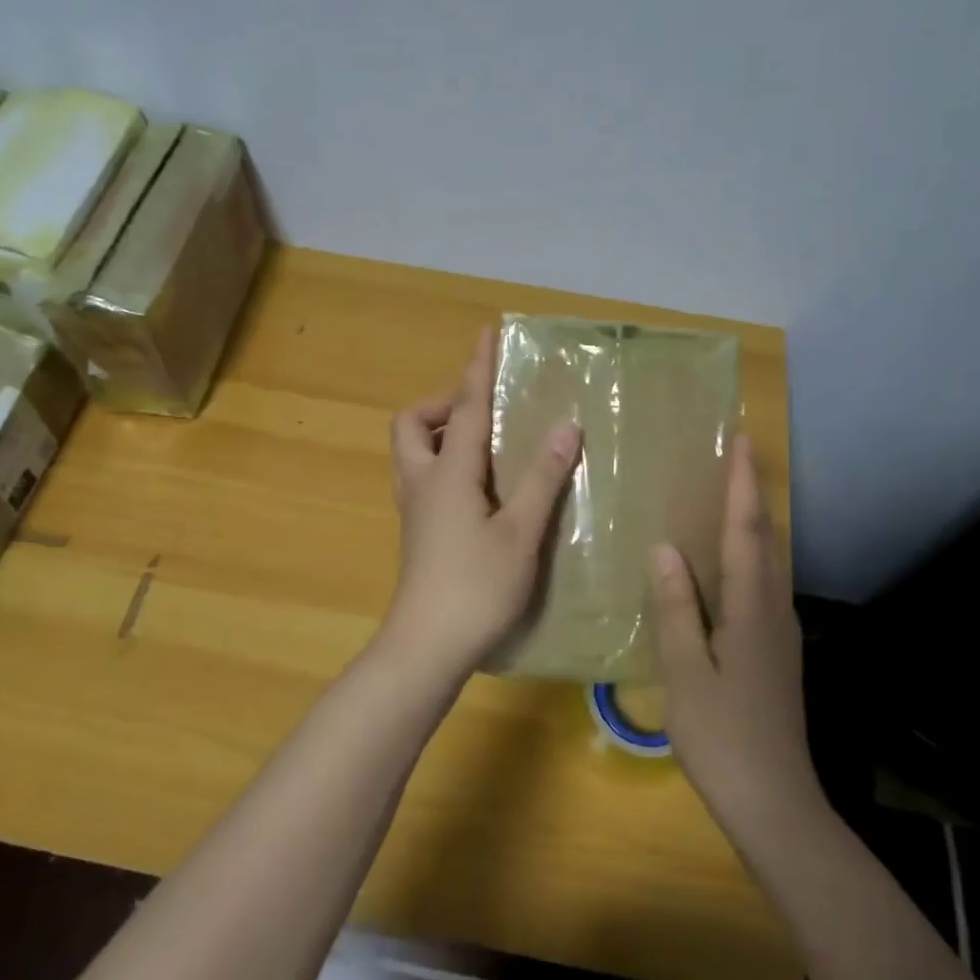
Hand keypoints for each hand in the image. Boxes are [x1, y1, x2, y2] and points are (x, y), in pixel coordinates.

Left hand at [379, 327, 579, 677]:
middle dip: (444, 403)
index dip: (478, 368)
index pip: (466, 407)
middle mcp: (422, 482)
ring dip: (441, 434)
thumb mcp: (520, 532)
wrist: (427, 647)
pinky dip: (445, 464)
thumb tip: (567, 426)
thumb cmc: (476, 588)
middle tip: (484, 411)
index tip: (486, 332)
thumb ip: (541, 477)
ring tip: (487, 444)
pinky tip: (481, 488)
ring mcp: (414, 509)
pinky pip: (423, 478)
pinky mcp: (418, 532)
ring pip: (413, 452)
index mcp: (448, 473)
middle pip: (414, 424)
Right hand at [649, 433, 814, 830]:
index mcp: (751, 610)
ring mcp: (781, 633)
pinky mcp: (778, 651)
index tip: (741, 441)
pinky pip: (763, 585)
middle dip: (752, 495)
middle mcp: (774, 610)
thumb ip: (675, 608)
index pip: (746, 532)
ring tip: (727, 498)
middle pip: (766, 539)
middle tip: (734, 457)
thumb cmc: (722, 737)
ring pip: (769, 562)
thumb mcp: (685, 672)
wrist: (775, 803)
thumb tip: (665, 548)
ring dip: (753, 524)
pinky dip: (749, 556)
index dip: (742, 485)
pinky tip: (726, 565)